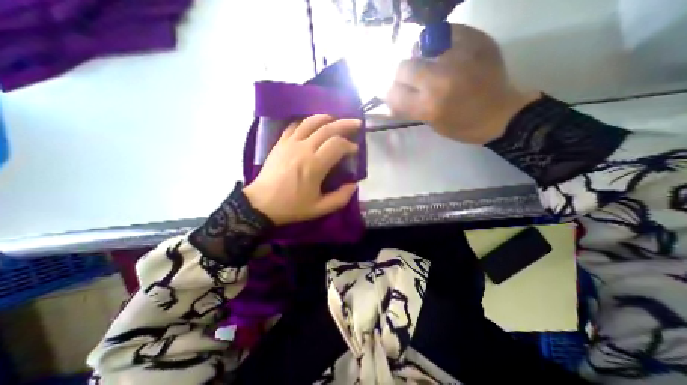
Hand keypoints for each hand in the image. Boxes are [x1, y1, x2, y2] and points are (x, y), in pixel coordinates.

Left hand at [243, 115, 359, 227]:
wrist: (261, 204)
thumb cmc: (291, 207)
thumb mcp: (320, 209)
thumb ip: (340, 198)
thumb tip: (353, 185)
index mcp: (315, 165)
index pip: (337, 145)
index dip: (349, 145)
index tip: (354, 150)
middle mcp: (303, 149)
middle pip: (327, 129)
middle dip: (345, 124)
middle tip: (356, 124)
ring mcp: (290, 143)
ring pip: (310, 122)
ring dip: (326, 118)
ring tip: (336, 119)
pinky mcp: (280, 143)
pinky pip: (294, 126)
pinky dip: (306, 122)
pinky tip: (312, 124)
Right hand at [388, 22, 538, 144]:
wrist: (500, 114)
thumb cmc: (462, 126)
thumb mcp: (431, 123)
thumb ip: (410, 108)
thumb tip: (390, 98)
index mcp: (428, 106)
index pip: (394, 93)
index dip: (391, 94)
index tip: (396, 95)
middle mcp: (439, 81)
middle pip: (404, 67)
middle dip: (402, 76)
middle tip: (411, 80)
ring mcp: (459, 58)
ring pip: (421, 45)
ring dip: (419, 56)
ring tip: (430, 63)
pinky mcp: (476, 42)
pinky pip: (447, 31)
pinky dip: (441, 40)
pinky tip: (446, 51)